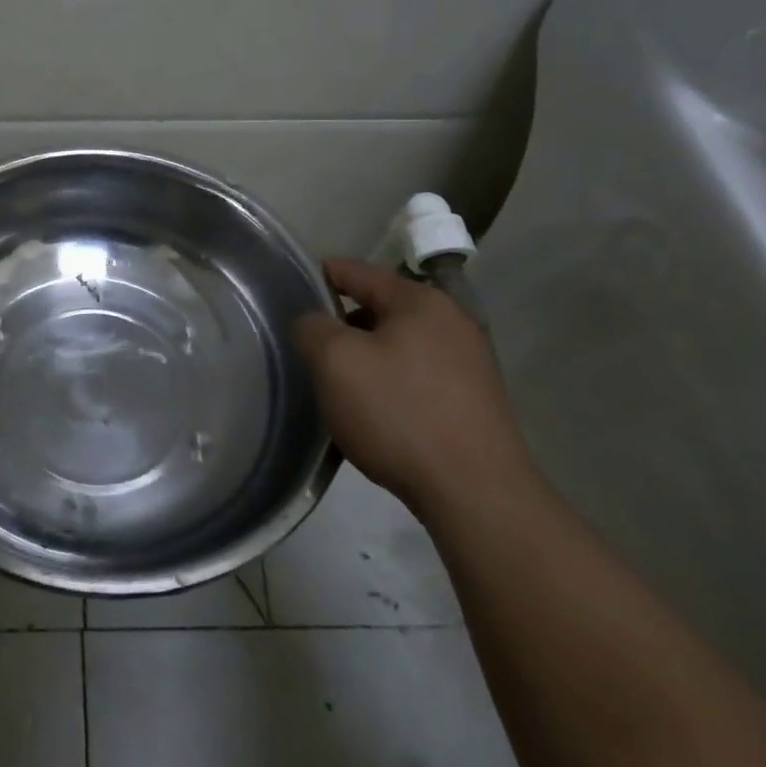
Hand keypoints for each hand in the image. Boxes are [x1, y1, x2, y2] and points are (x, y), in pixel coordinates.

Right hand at [294, 259, 533, 515]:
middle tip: (309, 348)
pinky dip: (389, 385)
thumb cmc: (398, 412)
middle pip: (379, 309)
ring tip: (336, 385)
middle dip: (342, 325)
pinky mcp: (473, 402)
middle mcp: (451, 323)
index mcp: (420, 301)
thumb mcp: (334, 361)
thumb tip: (313, 323)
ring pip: (397, 346)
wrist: (475, 494)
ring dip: (366, 358)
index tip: (290, 288)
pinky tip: (373, 413)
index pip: (357, 272)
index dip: (320, 276)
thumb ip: (311, 327)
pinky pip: (416, 378)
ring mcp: (469, 364)